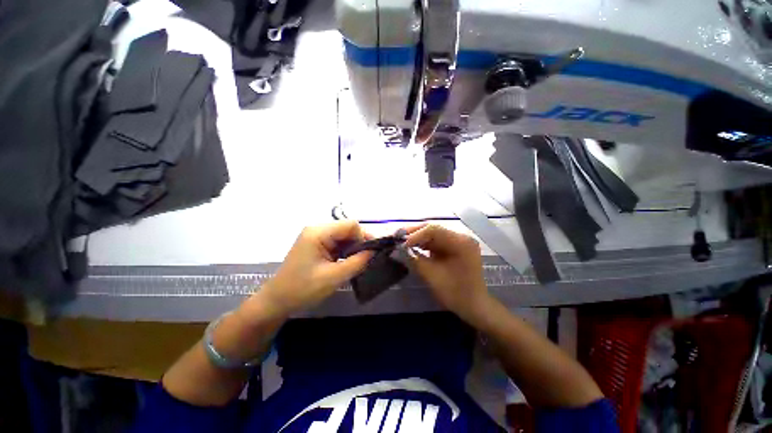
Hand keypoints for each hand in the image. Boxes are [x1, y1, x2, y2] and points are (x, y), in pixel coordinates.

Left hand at [260, 220, 372, 314]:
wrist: (276, 301)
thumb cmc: (302, 289)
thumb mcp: (333, 277)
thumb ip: (357, 262)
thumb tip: (375, 251)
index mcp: (318, 233)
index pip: (350, 225)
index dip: (364, 236)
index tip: (372, 253)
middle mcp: (317, 229)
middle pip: (347, 229)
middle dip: (359, 243)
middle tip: (367, 260)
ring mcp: (316, 236)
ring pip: (344, 236)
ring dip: (353, 248)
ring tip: (359, 263)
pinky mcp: (317, 244)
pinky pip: (338, 243)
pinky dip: (346, 251)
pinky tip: (348, 262)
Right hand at [405, 225, 490, 322]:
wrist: (474, 306)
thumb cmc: (455, 293)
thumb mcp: (432, 276)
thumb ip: (415, 260)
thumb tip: (399, 249)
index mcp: (461, 243)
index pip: (434, 230)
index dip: (415, 235)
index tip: (401, 243)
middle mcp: (461, 237)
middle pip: (434, 229)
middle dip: (414, 233)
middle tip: (397, 236)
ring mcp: (458, 242)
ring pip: (433, 235)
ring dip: (417, 238)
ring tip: (401, 240)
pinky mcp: (454, 248)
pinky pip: (436, 242)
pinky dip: (423, 244)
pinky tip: (412, 246)